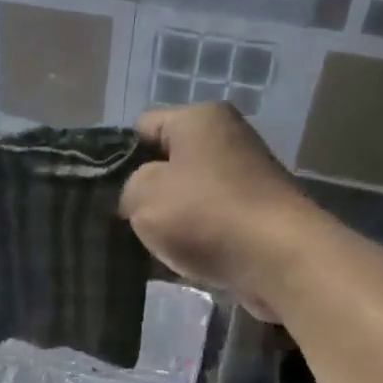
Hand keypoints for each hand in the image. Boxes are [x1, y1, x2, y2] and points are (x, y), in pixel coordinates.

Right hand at [120, 102, 321, 319]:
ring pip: (186, 199)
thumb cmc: (205, 215)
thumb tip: (138, 197)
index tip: (104, 192)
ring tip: (145, 248)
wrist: (278, 259)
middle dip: (143, 193)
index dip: (117, 157)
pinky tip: (174, 264)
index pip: (142, 126)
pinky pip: (208, 225)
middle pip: (166, 164)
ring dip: (167, 223)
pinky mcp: (254, 217)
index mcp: (199, 118)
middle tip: (121, 223)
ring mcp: (244, 180)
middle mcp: (226, 140)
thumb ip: (127, 188)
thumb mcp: (143, 195)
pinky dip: (192, 241)